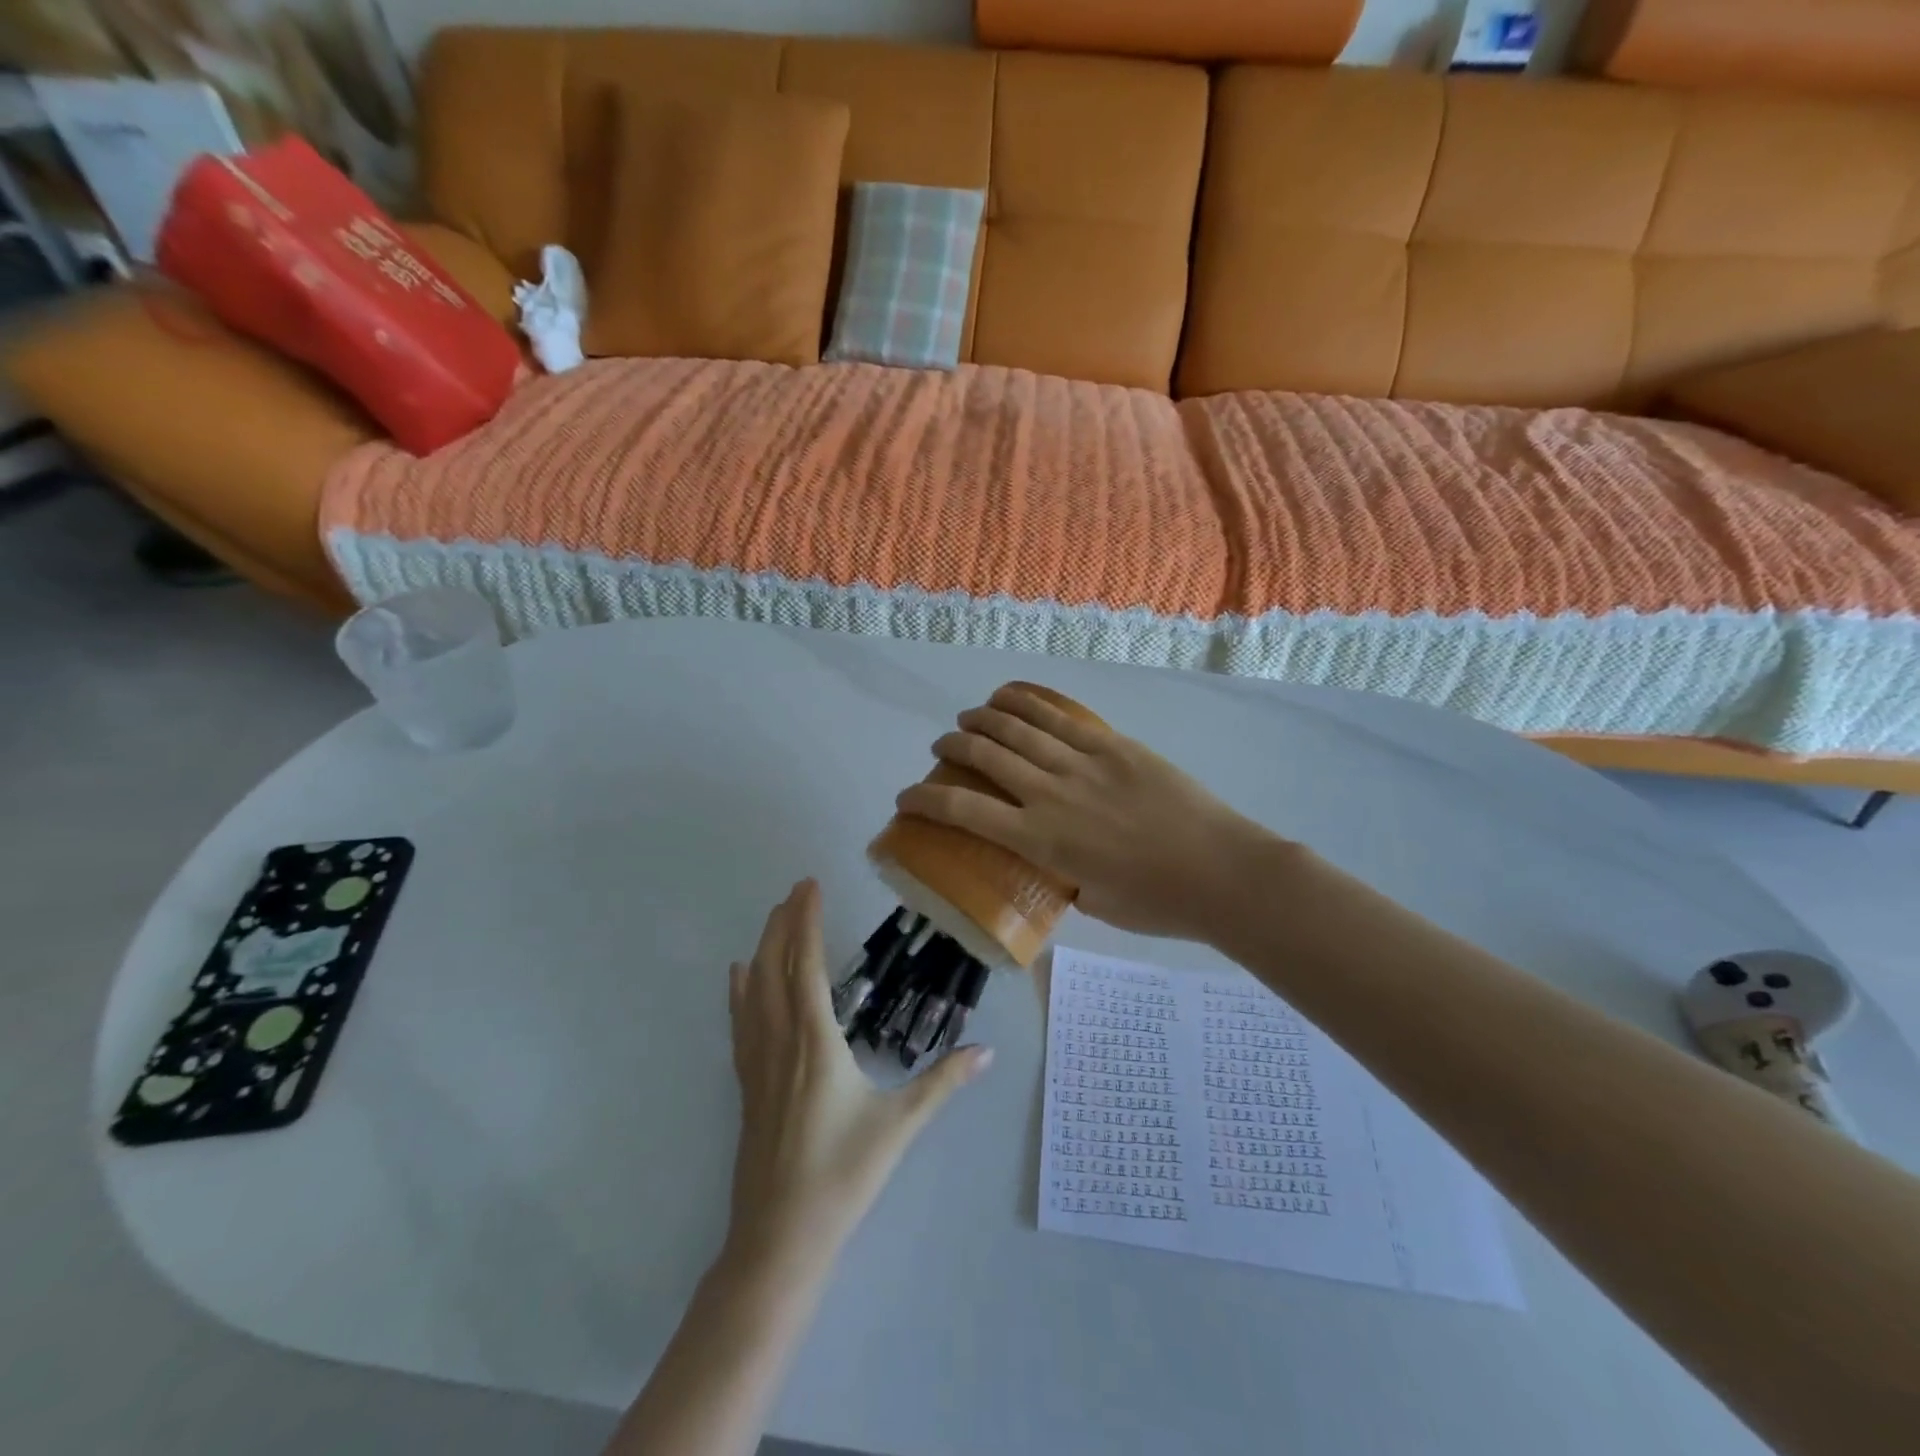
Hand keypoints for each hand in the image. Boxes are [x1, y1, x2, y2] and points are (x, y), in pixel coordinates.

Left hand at [725, 881, 991, 1272]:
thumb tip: (987, 1051)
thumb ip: (943, 1083)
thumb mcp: (899, 1126)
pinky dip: (740, 990)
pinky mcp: (747, 1086)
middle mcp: (780, 1042)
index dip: (807, 922)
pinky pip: (740, 1022)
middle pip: (774, 968)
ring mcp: (757, 1064)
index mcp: (815, 1042)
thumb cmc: (842, 1176)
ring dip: (763, 948)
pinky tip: (738, 976)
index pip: (806, 965)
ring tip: (772, 917)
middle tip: (795, 889)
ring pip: (753, 991)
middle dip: (784, 923)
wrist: (779, 1239)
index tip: (809, 886)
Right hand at [895, 685, 1288, 941]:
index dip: (924, 802)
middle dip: (952, 748)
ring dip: (983, 719)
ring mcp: (1083, 762)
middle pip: (985, 755)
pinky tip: (1010, 698)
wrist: (1221, 871)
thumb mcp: (1092, 904)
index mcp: (1041, 840)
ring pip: (1018, 727)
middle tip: (943, 749)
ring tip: (969, 719)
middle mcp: (1051, 793)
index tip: (905, 798)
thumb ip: (1062, 877)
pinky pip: (1060, 716)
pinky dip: (1027, 702)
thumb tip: (1054, 862)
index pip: (964, 812)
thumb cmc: (1156, 902)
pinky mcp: (1112, 745)